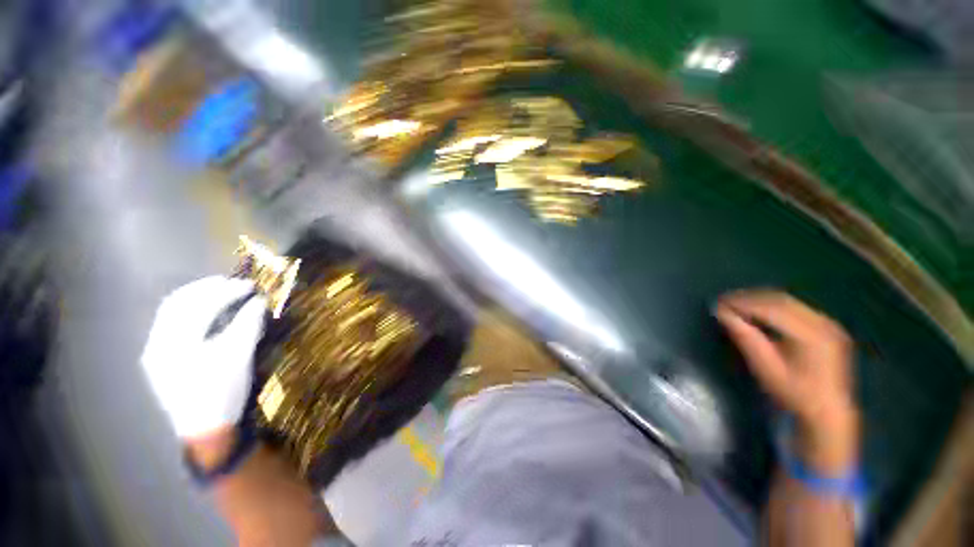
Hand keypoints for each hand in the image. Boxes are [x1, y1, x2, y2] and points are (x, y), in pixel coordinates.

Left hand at [141, 276, 266, 439]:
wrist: (205, 430)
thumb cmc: (223, 394)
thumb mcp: (239, 358)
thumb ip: (247, 325)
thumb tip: (259, 301)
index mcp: (174, 345)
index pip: (200, 306)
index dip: (227, 291)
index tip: (251, 285)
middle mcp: (157, 344)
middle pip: (178, 303)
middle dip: (207, 288)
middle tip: (234, 283)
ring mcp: (155, 351)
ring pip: (171, 312)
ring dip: (197, 296)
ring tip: (220, 290)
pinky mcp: (159, 358)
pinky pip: (170, 324)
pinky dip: (190, 310)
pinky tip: (206, 311)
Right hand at [715, 290, 858, 473]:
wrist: (829, 414)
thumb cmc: (794, 394)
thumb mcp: (766, 367)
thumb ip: (745, 337)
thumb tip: (721, 313)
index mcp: (811, 334)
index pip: (771, 308)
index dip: (743, 303)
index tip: (719, 303)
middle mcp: (823, 323)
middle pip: (781, 301)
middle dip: (750, 299)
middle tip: (725, 302)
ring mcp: (828, 324)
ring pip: (789, 302)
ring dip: (761, 301)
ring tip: (738, 305)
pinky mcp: (827, 328)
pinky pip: (797, 309)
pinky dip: (774, 307)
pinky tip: (760, 313)